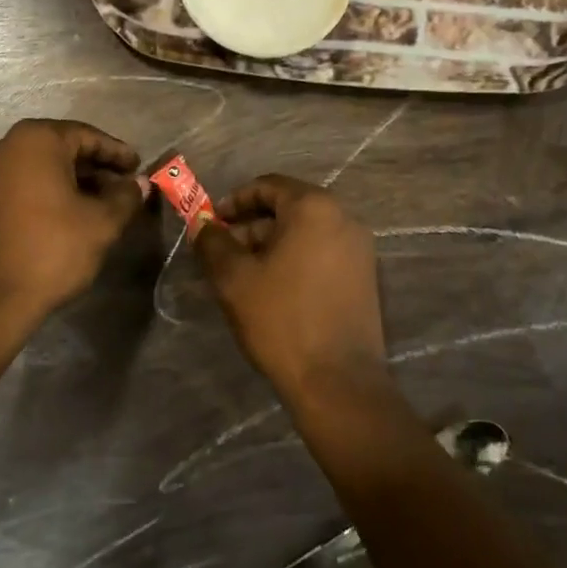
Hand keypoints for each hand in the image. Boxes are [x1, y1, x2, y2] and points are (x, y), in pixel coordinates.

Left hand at [0, 119, 144, 329]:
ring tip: (101, 205)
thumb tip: (138, 183)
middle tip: (123, 188)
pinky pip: (22, 184)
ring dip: (72, 182)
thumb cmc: (50, 250)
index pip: (87, 136)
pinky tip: (68, 216)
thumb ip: (125, 196)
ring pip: (41, 167)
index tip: (138, 169)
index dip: (117, 153)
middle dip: (95, 168)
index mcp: (36, 140)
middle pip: (62, 148)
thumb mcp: (101, 223)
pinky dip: (47, 193)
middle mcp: (5, 146)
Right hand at [193, 174, 387, 404]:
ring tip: (245, 274)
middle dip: (252, 225)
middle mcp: (343, 218)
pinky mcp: (365, 276)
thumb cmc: (281, 320)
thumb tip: (202, 225)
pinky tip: (275, 288)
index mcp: (313, 208)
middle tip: (223, 252)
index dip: (234, 200)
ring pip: (306, 232)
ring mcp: (359, 248)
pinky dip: (296, 258)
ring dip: (272, 244)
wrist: (338, 382)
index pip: (267, 186)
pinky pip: (323, 252)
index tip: (212, 223)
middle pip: (288, 207)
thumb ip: (212, 242)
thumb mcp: (233, 278)